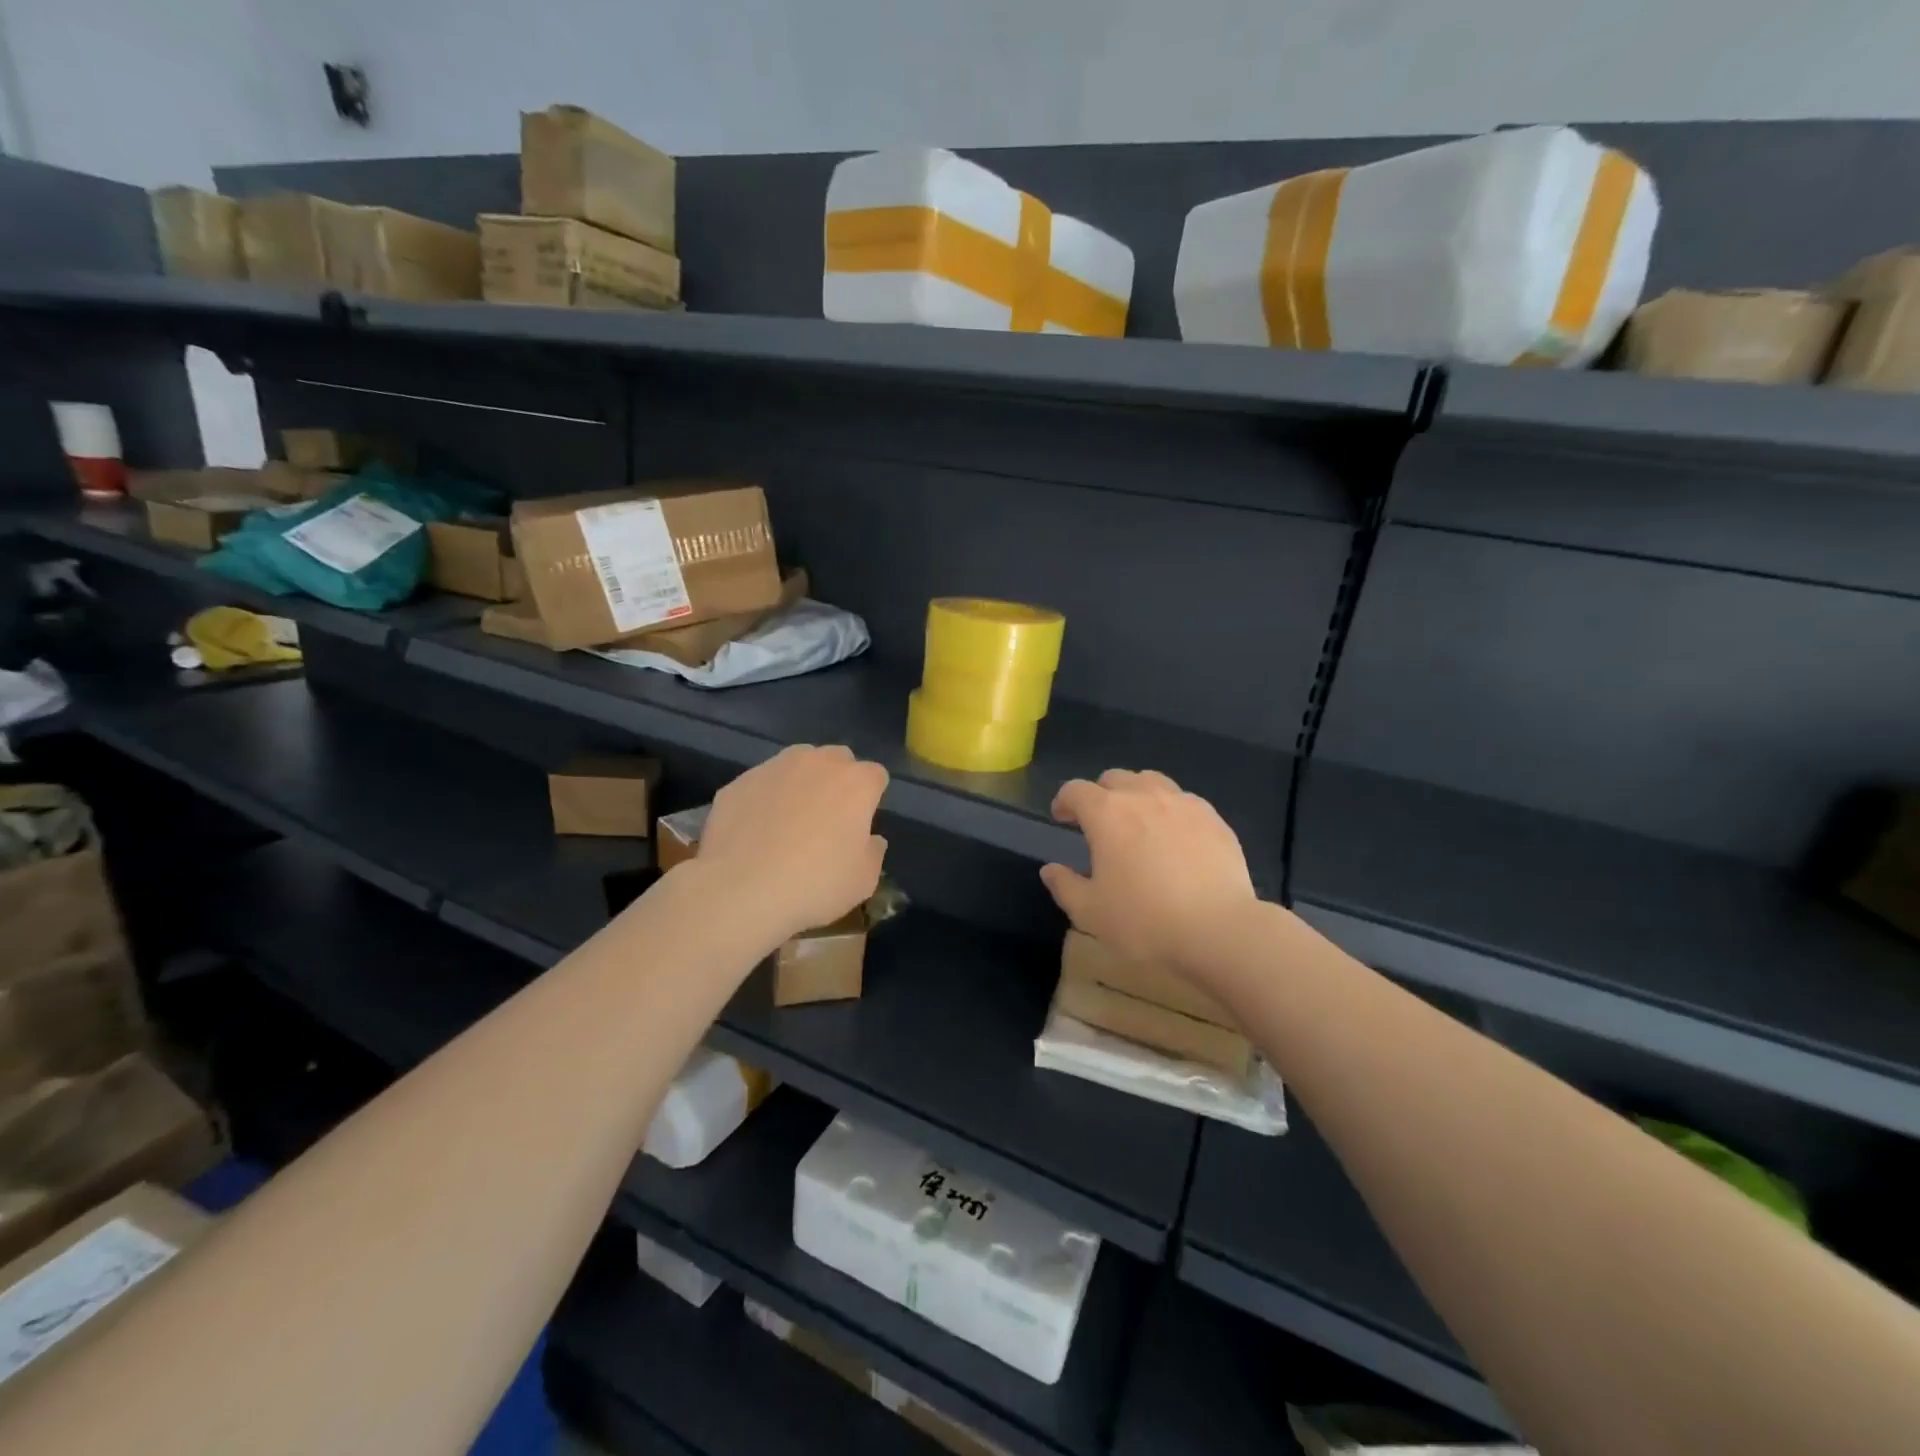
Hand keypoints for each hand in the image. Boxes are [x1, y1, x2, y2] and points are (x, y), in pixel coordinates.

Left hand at [696, 745, 888, 941]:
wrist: (741, 890)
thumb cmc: (815, 884)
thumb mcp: (863, 881)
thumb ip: (874, 852)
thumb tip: (871, 839)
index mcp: (856, 783)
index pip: (876, 776)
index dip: (872, 798)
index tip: (862, 824)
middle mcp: (818, 763)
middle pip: (838, 759)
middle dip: (838, 780)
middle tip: (829, 818)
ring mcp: (775, 767)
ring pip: (797, 763)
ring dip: (801, 782)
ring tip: (790, 819)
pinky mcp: (739, 782)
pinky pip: (761, 784)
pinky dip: (764, 798)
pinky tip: (756, 831)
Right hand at [1040, 769, 1255, 969]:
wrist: (1218, 929)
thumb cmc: (1144, 921)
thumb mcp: (1090, 912)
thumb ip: (1065, 885)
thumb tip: (1050, 869)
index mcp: (1106, 814)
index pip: (1075, 790)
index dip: (1064, 801)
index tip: (1062, 818)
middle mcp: (1143, 796)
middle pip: (1114, 778)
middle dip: (1100, 795)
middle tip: (1099, 822)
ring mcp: (1183, 803)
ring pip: (1152, 782)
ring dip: (1137, 795)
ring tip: (1138, 822)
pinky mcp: (1213, 818)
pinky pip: (1184, 801)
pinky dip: (1170, 810)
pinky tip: (1175, 837)